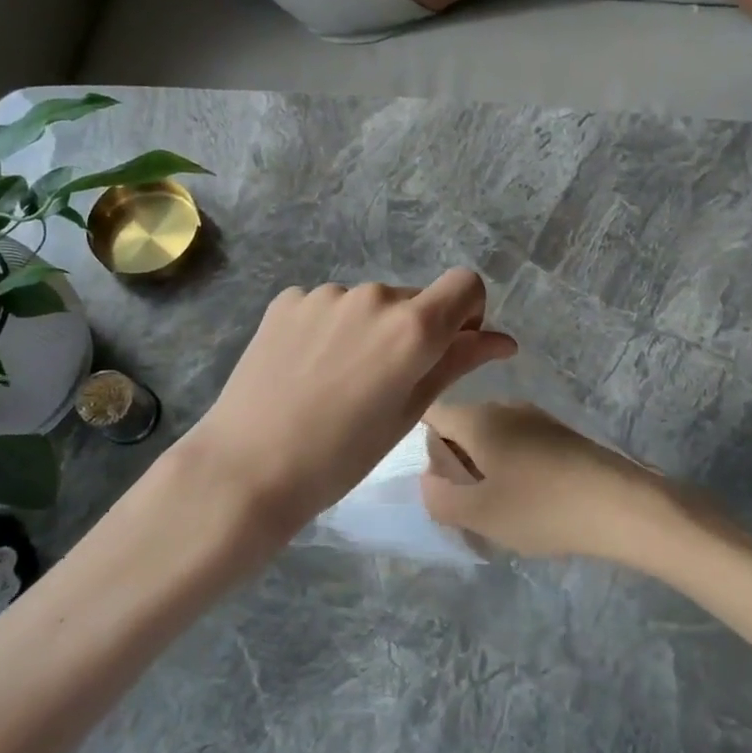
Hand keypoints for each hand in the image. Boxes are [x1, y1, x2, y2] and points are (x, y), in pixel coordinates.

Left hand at [172, 271, 516, 563]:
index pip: (465, 284)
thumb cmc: (341, 456)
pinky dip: (330, 329)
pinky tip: (306, 369)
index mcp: (412, 326)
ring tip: (337, 381)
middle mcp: (373, 296)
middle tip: (384, 384)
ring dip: (368, 330)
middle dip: (412, 331)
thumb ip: (458, 364)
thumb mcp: (408, 413)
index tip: (447, 349)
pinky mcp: (288, 300)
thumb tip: (504, 340)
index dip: (467, 313)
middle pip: (413, 299)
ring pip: (368, 304)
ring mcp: (326, 294)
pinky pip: (328, 306)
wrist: (247, 468)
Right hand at [420, 402, 682, 563]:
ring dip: (485, 471)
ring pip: (492, 439)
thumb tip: (428, 480)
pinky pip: (520, 446)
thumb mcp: (478, 514)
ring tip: (499, 512)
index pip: (431, 415)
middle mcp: (504, 407)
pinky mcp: (561, 434)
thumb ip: (439, 498)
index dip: (421, 445)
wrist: (622, 505)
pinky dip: (513, 471)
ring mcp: (536, 418)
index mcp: (478, 419)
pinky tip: (531, 505)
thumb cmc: (541, 508)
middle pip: (461, 428)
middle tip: (465, 508)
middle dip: (455, 465)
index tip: (435, 481)